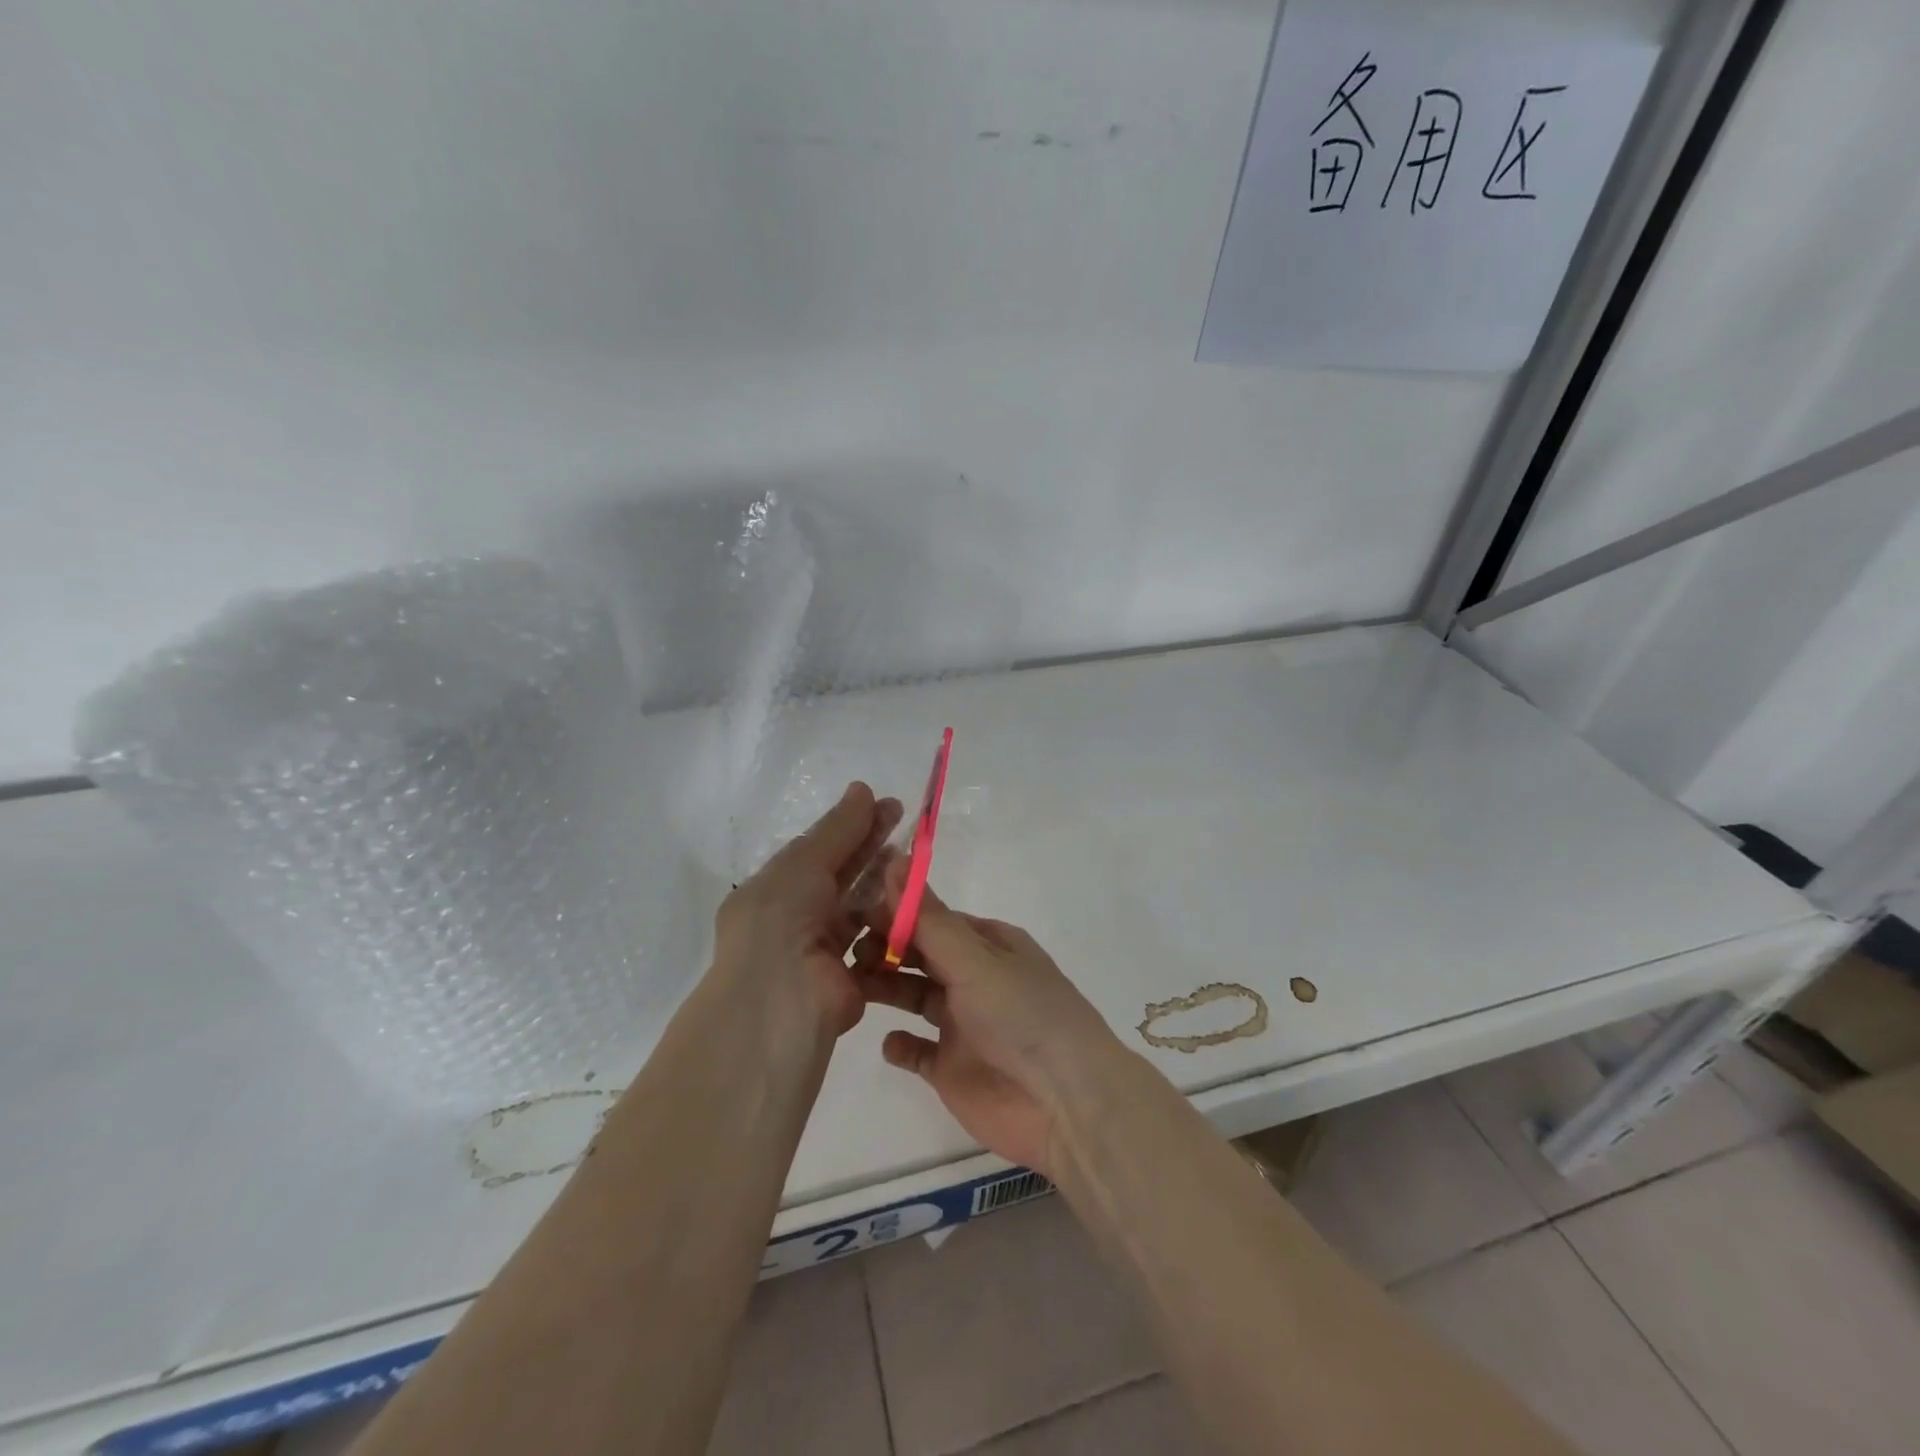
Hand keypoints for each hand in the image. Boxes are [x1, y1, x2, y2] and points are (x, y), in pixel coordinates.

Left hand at [713, 782, 901, 1040]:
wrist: (780, 1002)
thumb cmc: (782, 920)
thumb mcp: (805, 862)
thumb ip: (837, 829)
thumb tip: (862, 787)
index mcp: (773, 889)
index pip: (817, 849)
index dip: (850, 825)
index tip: (886, 804)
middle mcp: (793, 917)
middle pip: (839, 873)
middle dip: (870, 845)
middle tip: (905, 818)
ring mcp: (819, 950)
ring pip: (856, 907)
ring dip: (882, 882)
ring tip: (912, 856)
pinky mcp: (847, 979)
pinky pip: (871, 942)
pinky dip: (888, 921)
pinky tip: (912, 899)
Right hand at [855, 866, 1124, 1177]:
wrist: (1064, 1104)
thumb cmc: (1022, 1015)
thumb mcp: (975, 960)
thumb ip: (928, 919)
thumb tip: (894, 860)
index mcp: (988, 945)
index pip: (933, 920)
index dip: (895, 914)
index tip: (853, 911)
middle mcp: (975, 979)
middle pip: (920, 955)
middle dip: (885, 949)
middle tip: (845, 950)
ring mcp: (962, 1025)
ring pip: (914, 996)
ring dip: (885, 988)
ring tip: (851, 986)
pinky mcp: (952, 1068)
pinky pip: (917, 1051)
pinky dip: (900, 1045)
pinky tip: (889, 1042)